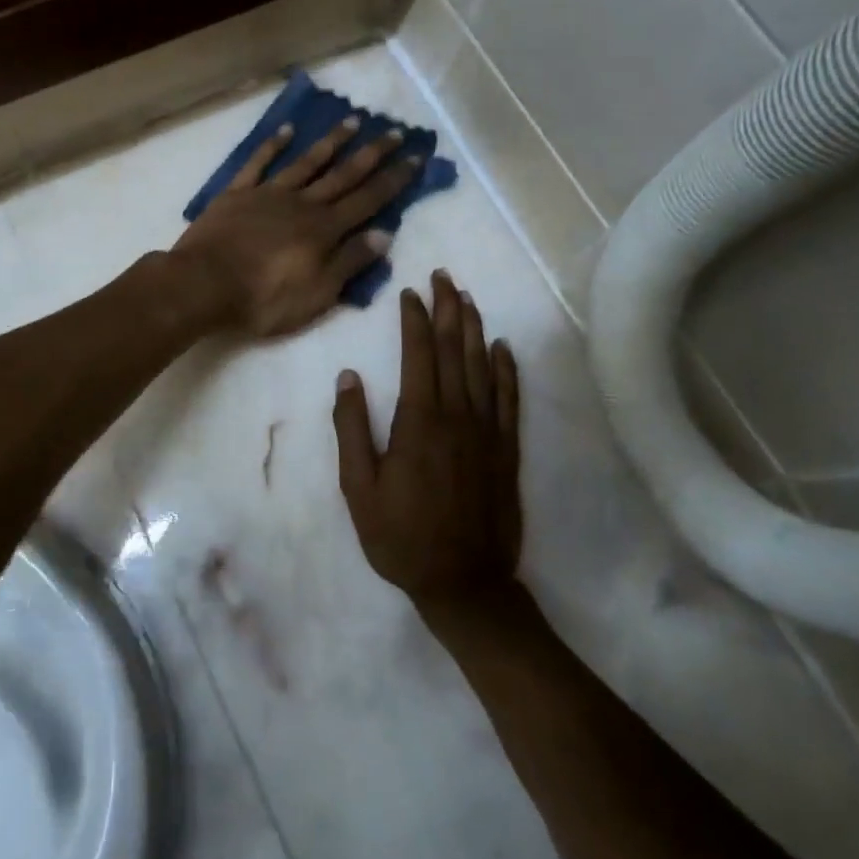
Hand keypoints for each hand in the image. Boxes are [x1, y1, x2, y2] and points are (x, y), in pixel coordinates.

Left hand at [170, 118, 420, 337]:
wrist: (204, 285)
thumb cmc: (265, 298)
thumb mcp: (318, 292)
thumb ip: (350, 261)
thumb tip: (384, 234)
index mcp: (324, 230)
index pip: (367, 200)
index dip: (393, 180)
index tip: (415, 157)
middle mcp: (302, 204)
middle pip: (343, 175)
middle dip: (372, 154)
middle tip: (395, 131)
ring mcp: (268, 194)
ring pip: (306, 162)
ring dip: (331, 142)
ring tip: (353, 121)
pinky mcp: (237, 194)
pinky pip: (258, 164)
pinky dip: (273, 146)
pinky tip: (287, 130)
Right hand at [333, 273, 522, 610]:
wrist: (465, 581)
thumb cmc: (402, 537)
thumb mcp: (359, 488)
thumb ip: (352, 429)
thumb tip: (348, 377)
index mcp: (419, 420)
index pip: (419, 354)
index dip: (415, 319)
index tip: (410, 292)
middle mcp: (458, 414)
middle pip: (454, 349)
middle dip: (448, 309)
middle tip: (443, 277)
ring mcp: (488, 430)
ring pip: (482, 365)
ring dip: (474, 328)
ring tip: (467, 298)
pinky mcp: (507, 448)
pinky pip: (509, 398)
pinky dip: (506, 368)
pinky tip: (502, 347)